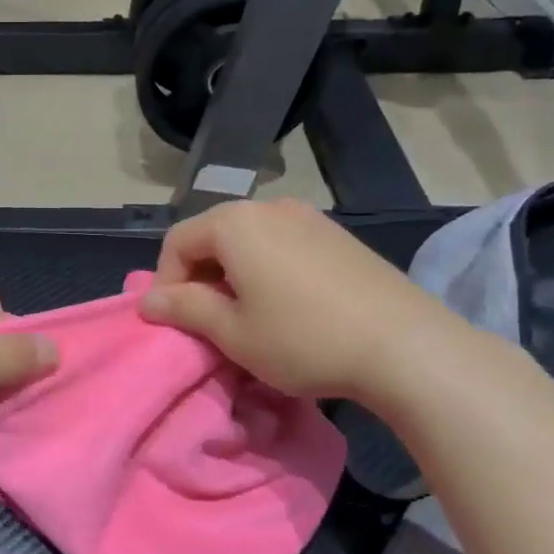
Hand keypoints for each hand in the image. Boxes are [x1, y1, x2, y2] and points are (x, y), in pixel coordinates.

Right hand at [139, 199, 463, 404]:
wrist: (406, 346)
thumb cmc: (303, 339)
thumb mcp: (232, 332)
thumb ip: (184, 309)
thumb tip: (147, 301)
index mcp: (235, 223)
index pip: (177, 242)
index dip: (166, 283)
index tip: (175, 322)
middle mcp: (269, 207)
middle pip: (212, 235)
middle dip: (198, 277)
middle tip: (207, 321)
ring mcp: (309, 217)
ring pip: (248, 240)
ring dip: (232, 274)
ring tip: (246, 316)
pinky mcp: (338, 235)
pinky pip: (282, 244)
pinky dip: (266, 270)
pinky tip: (285, 306)